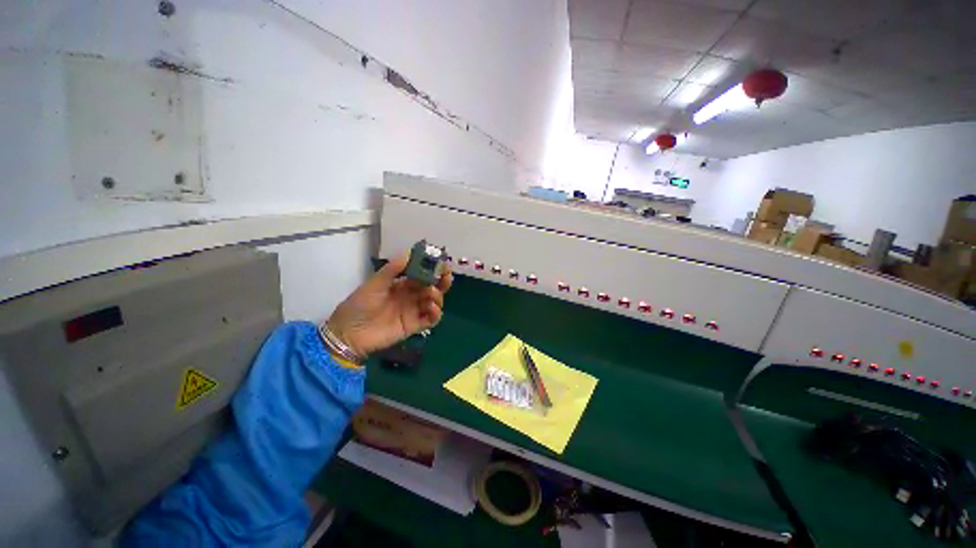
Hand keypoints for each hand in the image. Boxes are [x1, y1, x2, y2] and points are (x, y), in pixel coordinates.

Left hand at [326, 253, 452, 357]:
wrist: (349, 333)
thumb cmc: (360, 305)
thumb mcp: (375, 283)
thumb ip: (393, 269)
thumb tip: (410, 253)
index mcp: (402, 284)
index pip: (422, 274)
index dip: (433, 268)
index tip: (441, 261)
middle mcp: (411, 296)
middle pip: (433, 287)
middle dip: (442, 280)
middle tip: (446, 276)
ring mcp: (414, 310)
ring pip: (434, 301)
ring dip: (438, 295)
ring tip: (430, 293)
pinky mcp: (415, 325)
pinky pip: (431, 319)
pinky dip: (436, 313)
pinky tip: (432, 308)